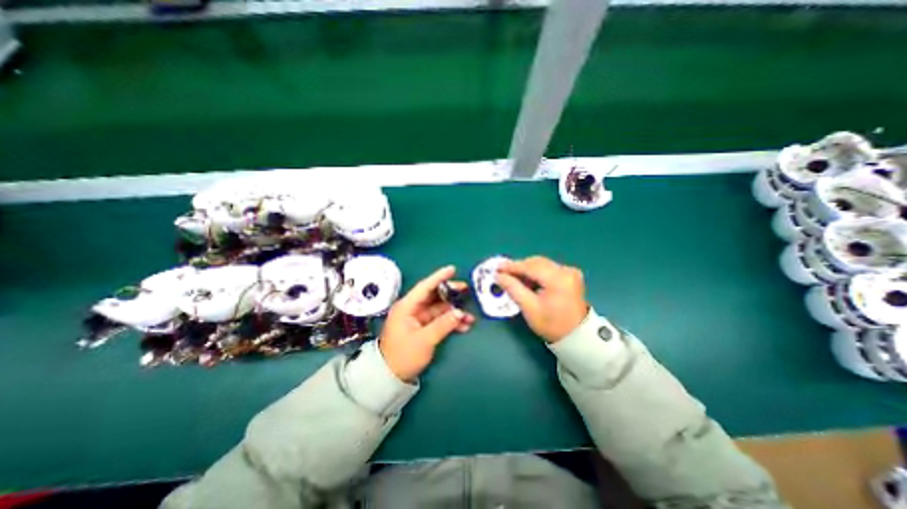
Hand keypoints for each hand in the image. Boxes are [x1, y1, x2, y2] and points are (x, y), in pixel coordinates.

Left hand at [381, 266, 474, 381]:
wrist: (390, 376)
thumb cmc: (403, 356)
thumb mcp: (424, 340)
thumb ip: (443, 324)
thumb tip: (460, 313)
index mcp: (407, 307)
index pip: (424, 287)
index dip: (439, 277)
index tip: (452, 269)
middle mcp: (413, 309)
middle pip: (434, 295)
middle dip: (450, 293)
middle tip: (465, 290)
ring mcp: (418, 318)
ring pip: (439, 308)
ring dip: (454, 311)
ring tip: (470, 316)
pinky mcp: (423, 327)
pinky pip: (440, 319)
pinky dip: (451, 322)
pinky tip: (464, 325)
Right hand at [495, 256, 589, 343]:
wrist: (576, 337)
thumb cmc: (551, 324)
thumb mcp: (529, 308)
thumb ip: (513, 288)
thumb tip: (498, 275)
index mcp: (558, 279)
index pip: (530, 267)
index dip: (512, 266)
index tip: (497, 268)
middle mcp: (566, 271)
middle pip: (536, 262)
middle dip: (519, 267)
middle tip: (503, 274)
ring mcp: (570, 272)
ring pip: (541, 264)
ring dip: (527, 270)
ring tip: (514, 279)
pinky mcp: (570, 275)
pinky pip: (548, 269)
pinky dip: (536, 273)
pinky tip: (528, 282)